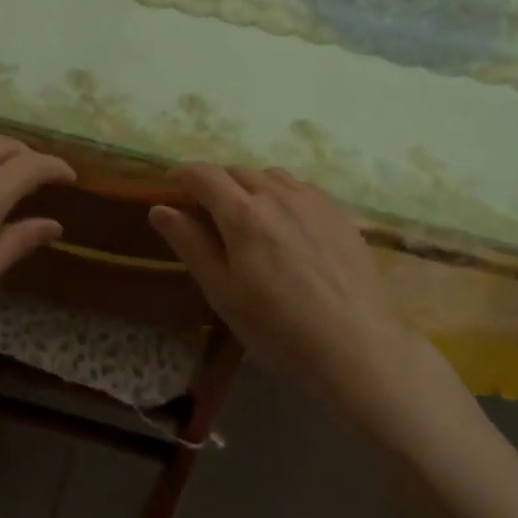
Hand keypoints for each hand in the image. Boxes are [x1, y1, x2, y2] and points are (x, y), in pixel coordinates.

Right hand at [148, 166, 412, 410]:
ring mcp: (312, 201)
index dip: (183, 173)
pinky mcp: (339, 213)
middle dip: (217, 182)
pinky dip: (282, 193)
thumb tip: (160, 208)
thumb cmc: (278, 329)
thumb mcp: (222, 292)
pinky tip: (287, 223)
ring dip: (251, 185)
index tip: (172, 183)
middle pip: (237, 170)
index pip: (204, 174)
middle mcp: (277, 195)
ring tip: (249, 215)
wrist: (357, 347)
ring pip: (271, 175)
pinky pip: (301, 188)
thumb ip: (190, 244)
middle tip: (208, 210)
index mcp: (242, 213)